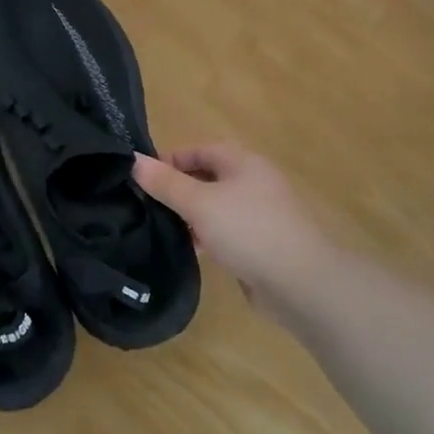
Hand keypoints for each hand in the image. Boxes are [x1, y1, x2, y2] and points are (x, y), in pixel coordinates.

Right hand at [133, 145, 333, 311]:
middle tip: (146, 204)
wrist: (301, 283)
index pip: (197, 150)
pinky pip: (226, 230)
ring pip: (215, 205)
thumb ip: (165, 182)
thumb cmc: (248, 230)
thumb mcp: (199, 203)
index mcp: (242, 162)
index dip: (169, 161)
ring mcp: (260, 213)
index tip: (141, 179)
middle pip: (206, 176)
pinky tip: (191, 248)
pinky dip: (207, 234)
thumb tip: (132, 160)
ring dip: (190, 214)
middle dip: (177, 188)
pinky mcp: (261, 242)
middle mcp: (253, 181)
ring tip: (161, 227)